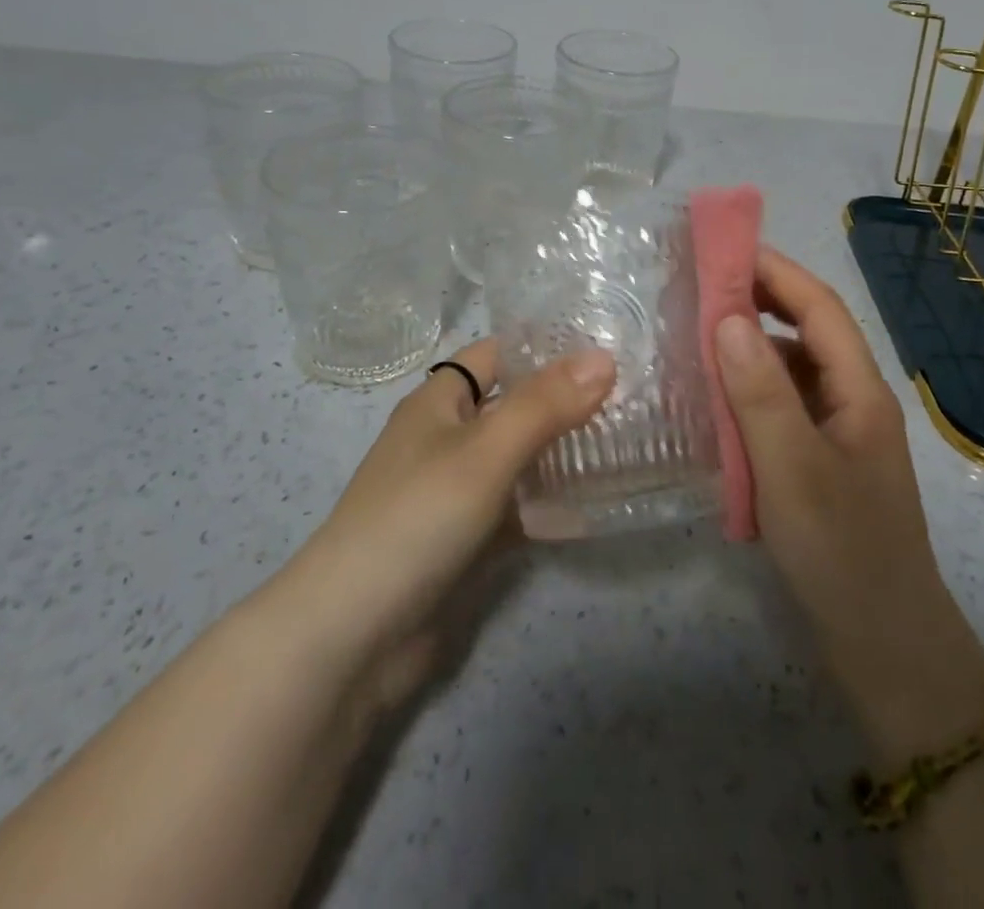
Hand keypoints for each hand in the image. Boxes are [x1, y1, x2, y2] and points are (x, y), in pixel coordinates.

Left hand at [265, 339, 615, 720]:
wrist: (352, 637)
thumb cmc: (416, 518)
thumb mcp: (485, 451)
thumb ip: (545, 404)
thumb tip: (604, 357)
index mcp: (439, 403)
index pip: (496, 355)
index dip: (544, 347)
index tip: (604, 346)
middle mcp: (447, 440)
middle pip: (513, 407)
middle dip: (565, 401)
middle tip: (631, 395)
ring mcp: (456, 493)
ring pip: (519, 460)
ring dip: (563, 453)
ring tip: (627, 442)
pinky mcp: (466, 542)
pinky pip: (517, 510)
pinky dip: (550, 506)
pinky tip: (598, 505)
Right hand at [714, 249, 983, 759]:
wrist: (884, 648)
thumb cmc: (842, 553)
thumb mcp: (793, 469)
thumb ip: (760, 392)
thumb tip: (727, 317)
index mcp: (860, 390)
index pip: (819, 307)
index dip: (775, 271)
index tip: (722, 248)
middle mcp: (853, 400)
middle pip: (809, 331)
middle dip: (761, 299)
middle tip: (701, 285)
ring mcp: (838, 432)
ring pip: (793, 369)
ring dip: (751, 346)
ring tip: (697, 335)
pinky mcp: (820, 462)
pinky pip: (783, 407)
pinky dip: (750, 391)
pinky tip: (716, 400)